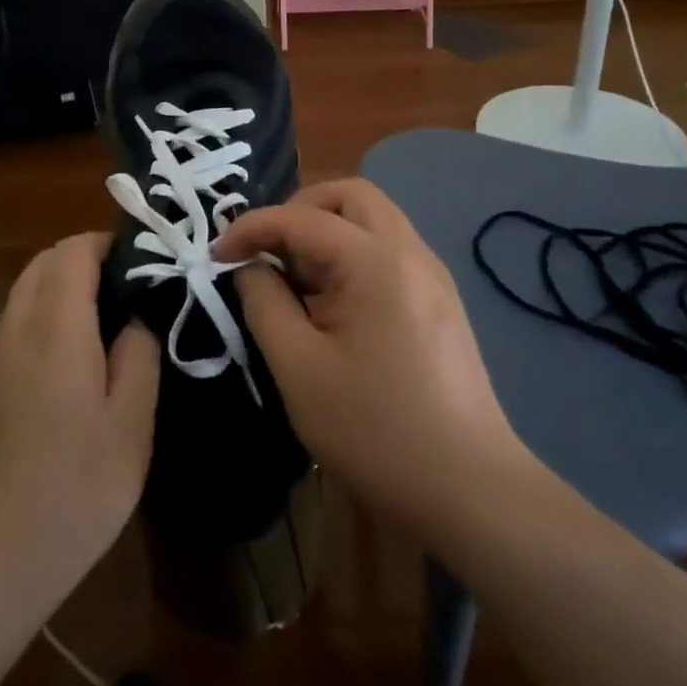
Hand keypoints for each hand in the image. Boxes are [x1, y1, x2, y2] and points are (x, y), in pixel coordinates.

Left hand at [0, 233, 160, 612]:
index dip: (108, 243)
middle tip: (130, 287)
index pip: (73, 251)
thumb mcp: (131, 426)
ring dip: (63, 283)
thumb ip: (139, 356)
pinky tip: (73, 355)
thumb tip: (136, 317)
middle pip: (45, 261)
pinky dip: (45, 310)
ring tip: (108, 318)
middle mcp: (16, 327)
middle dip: (86, 257)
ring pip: (27, 288)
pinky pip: (16, 319)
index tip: (144, 260)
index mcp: (55, 327)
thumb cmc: (73, 491)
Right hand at [214, 180, 538, 543]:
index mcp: (375, 262)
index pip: (301, 218)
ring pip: (371, 218)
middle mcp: (410, 251)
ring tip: (296, 279)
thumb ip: (263, 302)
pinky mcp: (439, 299)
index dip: (251, 229)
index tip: (216, 256)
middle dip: (298, 211)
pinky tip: (334, 302)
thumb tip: (249, 266)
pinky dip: (351, 252)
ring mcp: (431, 273)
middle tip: (268, 253)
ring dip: (326, 230)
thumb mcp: (297, 367)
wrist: (469, 490)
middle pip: (348, 195)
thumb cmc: (374, 429)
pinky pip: (387, 248)